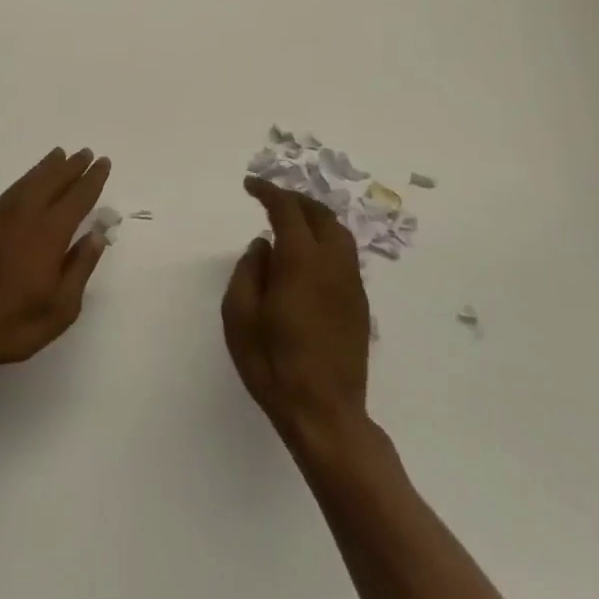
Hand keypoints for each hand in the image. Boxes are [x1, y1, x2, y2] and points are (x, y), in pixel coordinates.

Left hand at [0, 148, 111, 373]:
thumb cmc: (12, 324)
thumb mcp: (60, 308)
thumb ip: (80, 267)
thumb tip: (96, 234)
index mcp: (48, 235)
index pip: (76, 198)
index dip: (91, 180)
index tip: (103, 163)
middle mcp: (23, 216)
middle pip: (51, 182)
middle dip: (70, 167)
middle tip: (85, 153)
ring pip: (27, 183)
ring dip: (46, 168)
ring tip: (59, 155)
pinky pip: (8, 192)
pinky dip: (23, 181)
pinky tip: (27, 183)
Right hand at [223, 177, 371, 443]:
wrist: (325, 413)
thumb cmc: (273, 364)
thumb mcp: (240, 316)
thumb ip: (248, 271)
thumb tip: (263, 246)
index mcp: (302, 262)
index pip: (287, 211)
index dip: (269, 192)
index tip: (250, 185)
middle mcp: (333, 265)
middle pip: (321, 215)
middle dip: (295, 200)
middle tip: (270, 198)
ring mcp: (351, 285)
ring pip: (339, 234)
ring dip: (315, 218)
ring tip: (290, 221)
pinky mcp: (359, 305)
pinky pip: (344, 256)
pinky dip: (325, 240)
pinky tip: (307, 255)